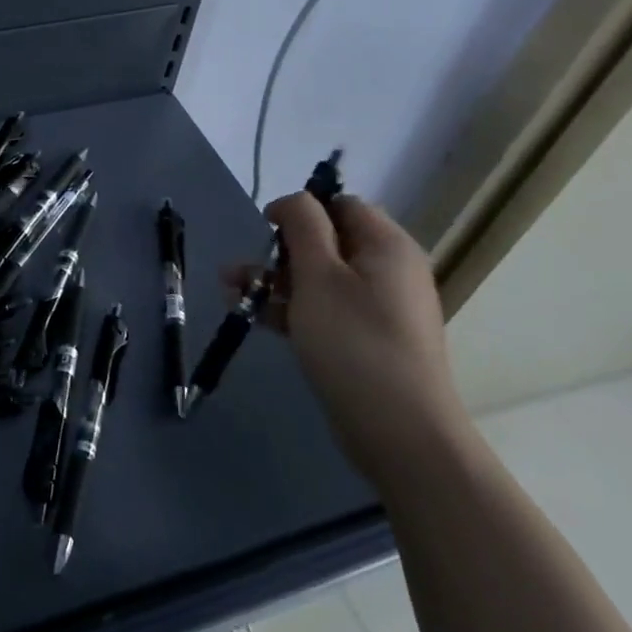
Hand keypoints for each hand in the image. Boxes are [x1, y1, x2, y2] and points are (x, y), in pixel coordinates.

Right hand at [227, 192, 467, 485]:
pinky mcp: (366, 340)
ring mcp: (379, 309)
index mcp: (386, 246)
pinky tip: (254, 318)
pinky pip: (325, 310)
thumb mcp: (319, 275)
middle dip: (278, 252)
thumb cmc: (354, 342)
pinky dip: (291, 309)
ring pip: (320, 279)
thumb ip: (303, 226)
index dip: (301, 210)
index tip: (265, 230)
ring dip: (275, 282)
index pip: (342, 205)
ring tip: (231, 293)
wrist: (400, 431)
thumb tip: (295, 200)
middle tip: (238, 270)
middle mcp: (388, 271)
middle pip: (327, 243)